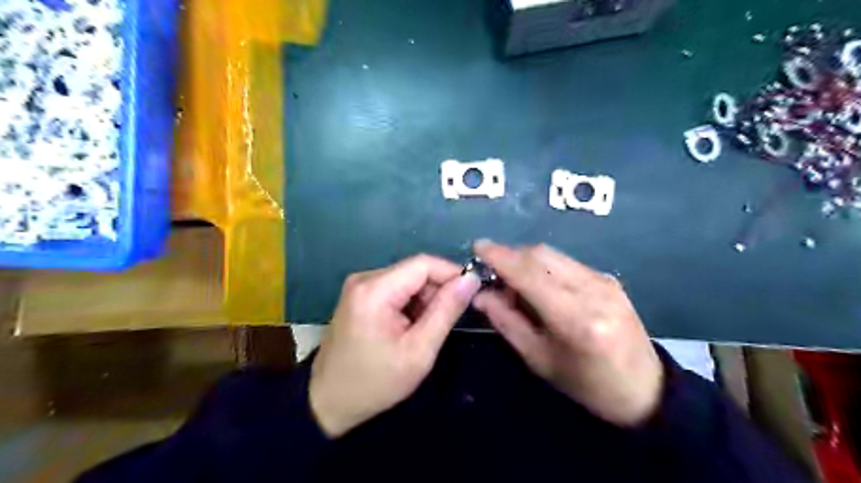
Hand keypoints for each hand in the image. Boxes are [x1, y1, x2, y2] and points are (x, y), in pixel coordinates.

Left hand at [310, 255, 483, 438]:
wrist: (328, 403)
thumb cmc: (375, 382)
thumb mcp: (419, 351)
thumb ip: (446, 311)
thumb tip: (470, 279)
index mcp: (375, 289)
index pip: (424, 263)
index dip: (452, 273)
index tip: (470, 294)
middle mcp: (364, 278)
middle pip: (414, 271)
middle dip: (436, 291)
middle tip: (443, 324)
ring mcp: (359, 286)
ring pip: (407, 280)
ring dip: (423, 300)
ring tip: (423, 332)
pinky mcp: (358, 295)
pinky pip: (394, 289)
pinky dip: (409, 305)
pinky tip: (407, 329)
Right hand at [474, 239, 659, 425]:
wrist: (644, 389)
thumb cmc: (586, 384)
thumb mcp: (539, 360)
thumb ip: (507, 322)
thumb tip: (480, 294)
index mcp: (575, 318)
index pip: (529, 274)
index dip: (500, 256)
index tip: (478, 247)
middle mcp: (592, 290)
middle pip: (540, 255)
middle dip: (510, 257)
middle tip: (493, 276)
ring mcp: (604, 280)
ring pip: (553, 255)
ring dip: (526, 261)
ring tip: (515, 284)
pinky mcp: (609, 278)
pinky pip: (566, 262)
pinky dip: (544, 267)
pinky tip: (540, 286)